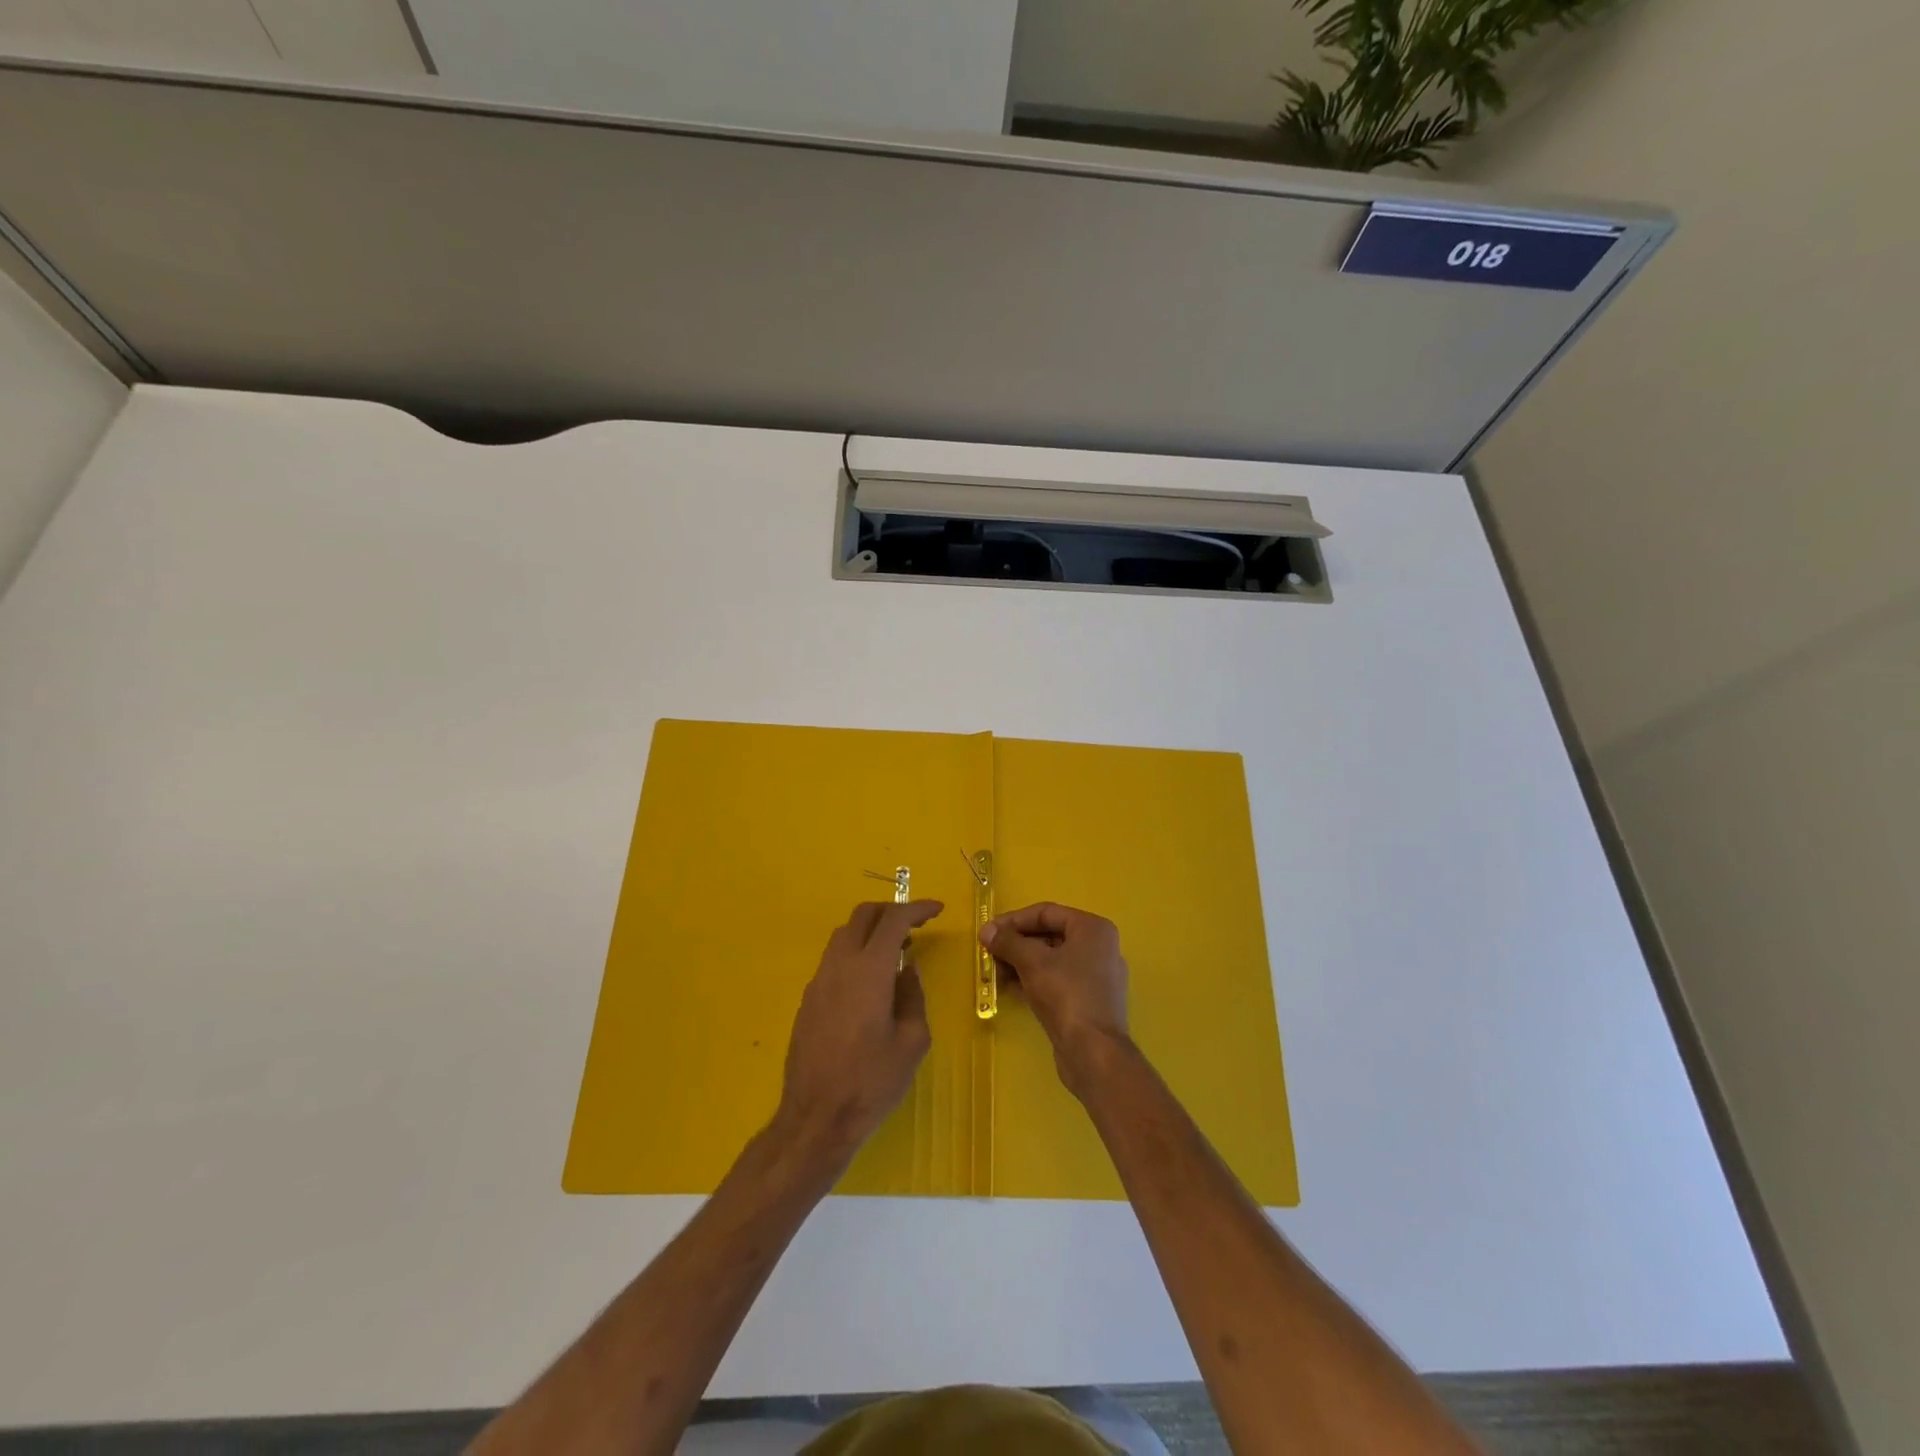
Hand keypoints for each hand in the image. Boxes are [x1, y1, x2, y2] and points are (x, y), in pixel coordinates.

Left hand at [773, 899, 942, 1169]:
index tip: (937, 910)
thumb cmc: (872, 1082)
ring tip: (896, 952)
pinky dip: (856, 953)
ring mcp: (818, 981)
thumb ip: (912, 996)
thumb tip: (906, 971)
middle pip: (863, 915)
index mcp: (869, 970)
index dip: (917, 908)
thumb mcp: (912, 1041)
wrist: (816, 1118)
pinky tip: (870, 981)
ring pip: (844, 934)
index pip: (893, 920)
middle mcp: (840, 965)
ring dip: (871, 931)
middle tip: (915, 925)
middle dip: (891, 911)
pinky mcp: (807, 999)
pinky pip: (834, 959)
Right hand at [980, 902, 1129, 1096]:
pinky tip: (1011, 987)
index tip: (988, 932)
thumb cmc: (1066, 995)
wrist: (1094, 1053)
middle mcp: (1100, 947)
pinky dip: (1034, 979)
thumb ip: (1008, 942)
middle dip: (1017, 943)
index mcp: (1093, 929)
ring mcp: (1097, 976)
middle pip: (1050, 935)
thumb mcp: (1032, 962)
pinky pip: (1058, 980)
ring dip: (1022, 962)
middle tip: (989, 952)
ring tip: (995, 971)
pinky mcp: (1090, 1001)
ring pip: (1052, 959)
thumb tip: (986, 931)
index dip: (1014, 920)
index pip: (1047, 912)